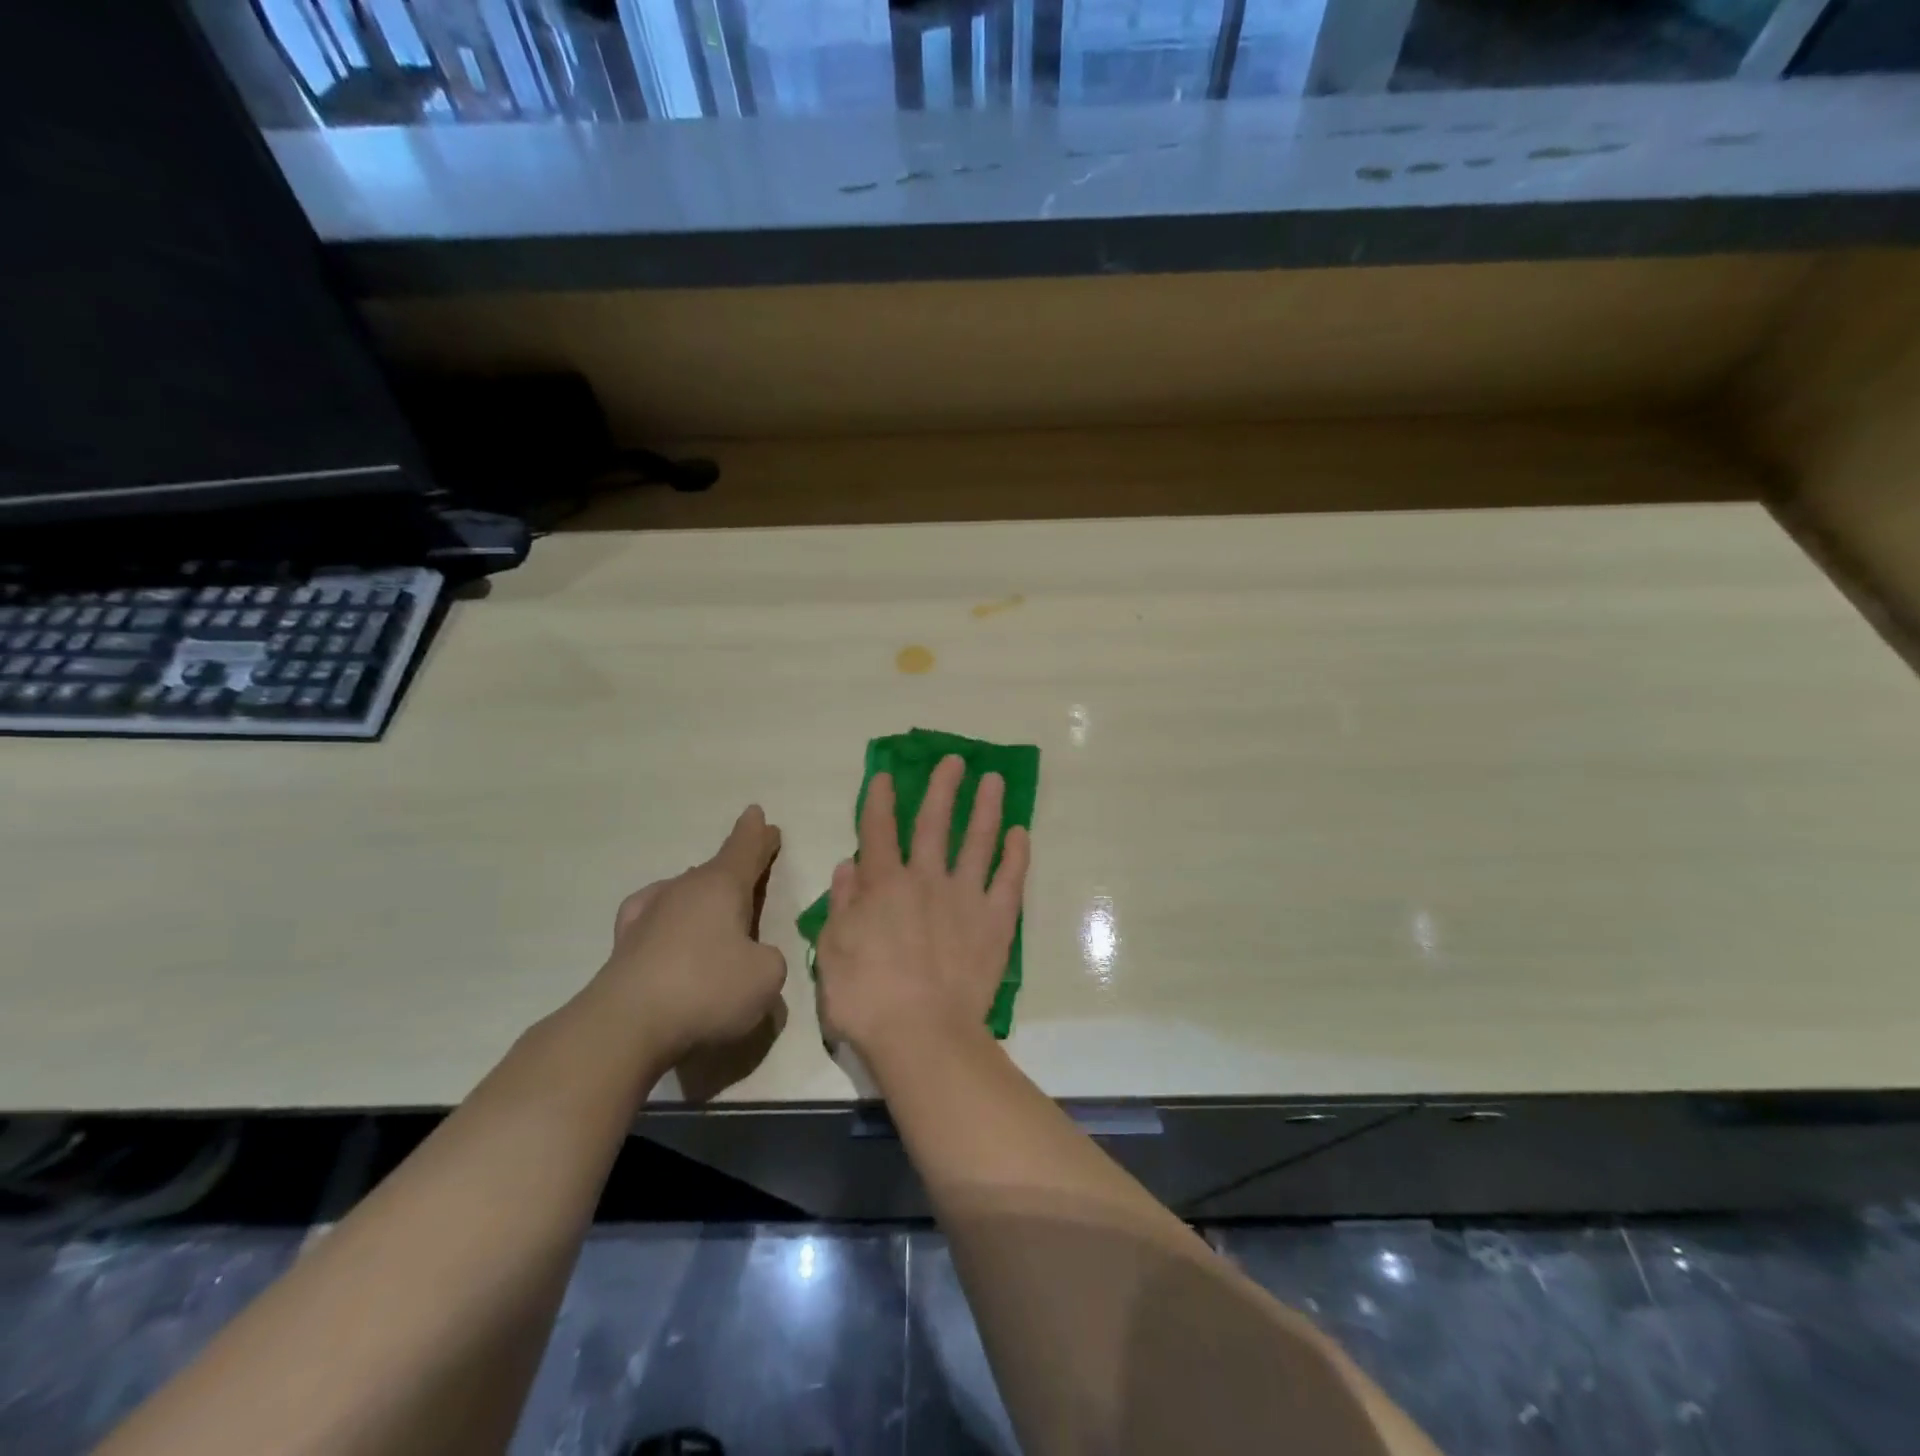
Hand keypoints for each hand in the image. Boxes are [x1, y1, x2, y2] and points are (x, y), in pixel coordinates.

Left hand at [589, 806, 787, 1061]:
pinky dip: (669, 919)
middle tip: (750, 863)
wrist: (626, 1025)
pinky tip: (665, 925)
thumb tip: (753, 958)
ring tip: (716, 907)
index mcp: (722, 886)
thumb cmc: (707, 989)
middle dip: (735, 865)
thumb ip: (769, 959)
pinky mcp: (625, 944)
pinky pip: (656, 917)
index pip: (745, 850)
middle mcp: (685, 889)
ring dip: (703, 896)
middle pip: (715, 869)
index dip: (758, 836)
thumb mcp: (766, 976)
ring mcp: (650, 914)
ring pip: (685, 892)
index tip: (759, 815)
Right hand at [817, 754, 1030, 1056]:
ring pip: (977, 840)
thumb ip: (841, 906)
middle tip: (955, 760)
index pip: (878, 831)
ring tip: (993, 779)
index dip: (880, 800)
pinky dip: (1016, 854)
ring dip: (984, 807)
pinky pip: (1010, 879)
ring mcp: (965, 896)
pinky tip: (1021, 832)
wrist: (922, 1034)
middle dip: (942, 788)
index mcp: (883, 885)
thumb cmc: (866, 998)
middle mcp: (926, 879)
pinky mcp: (996, 920)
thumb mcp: (832, 952)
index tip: (885, 775)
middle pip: (933, 823)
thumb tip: (848, 866)